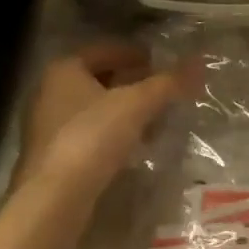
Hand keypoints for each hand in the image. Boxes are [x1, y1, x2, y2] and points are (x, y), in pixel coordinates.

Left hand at [14, 43, 181, 206]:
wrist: (55, 199)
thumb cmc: (92, 136)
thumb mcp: (137, 104)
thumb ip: (168, 83)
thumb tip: (199, 63)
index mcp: (64, 70)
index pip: (105, 50)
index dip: (135, 53)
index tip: (161, 62)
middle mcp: (50, 92)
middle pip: (100, 79)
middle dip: (133, 83)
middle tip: (162, 89)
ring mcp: (48, 126)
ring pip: (96, 108)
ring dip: (125, 110)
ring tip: (156, 118)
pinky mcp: (54, 156)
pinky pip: (91, 133)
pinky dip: (114, 133)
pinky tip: (136, 145)